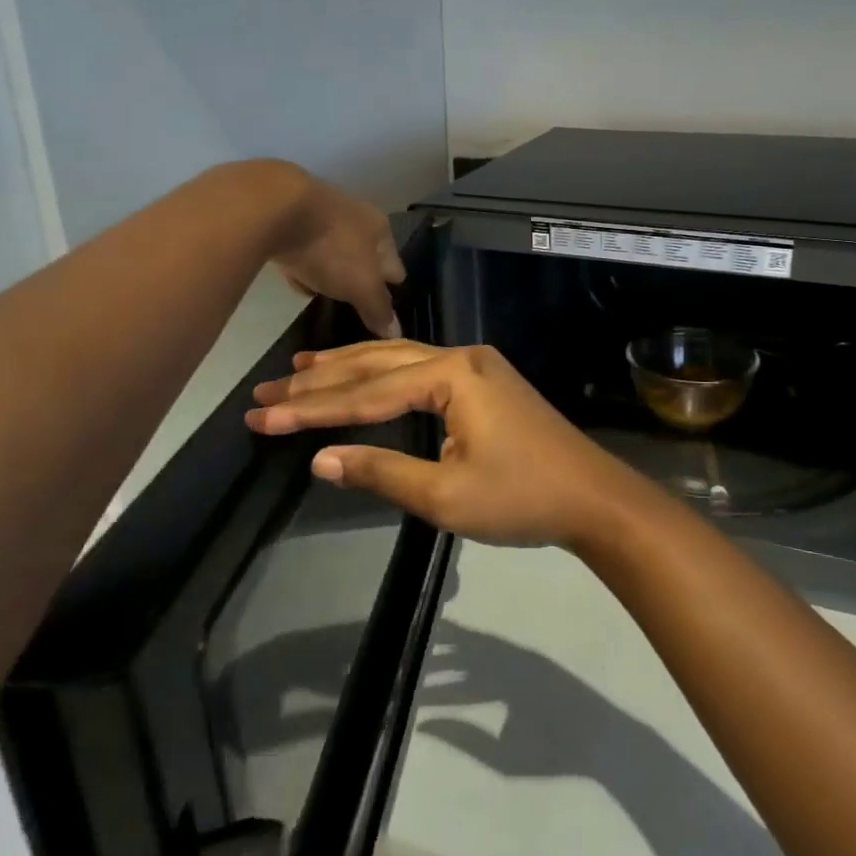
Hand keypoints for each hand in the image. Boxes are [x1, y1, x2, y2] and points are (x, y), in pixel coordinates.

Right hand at [246, 341, 657, 548]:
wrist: (593, 497)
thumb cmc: (521, 498)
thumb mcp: (446, 495)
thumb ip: (381, 471)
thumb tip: (320, 458)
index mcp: (452, 375)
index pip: (367, 393)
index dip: (312, 408)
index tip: (262, 415)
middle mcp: (461, 357)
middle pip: (378, 363)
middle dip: (322, 378)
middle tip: (268, 388)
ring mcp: (476, 366)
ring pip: (399, 360)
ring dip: (350, 367)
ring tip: (301, 368)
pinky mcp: (485, 382)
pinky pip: (421, 370)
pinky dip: (384, 375)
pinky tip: (364, 376)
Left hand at [260, 164, 404, 338]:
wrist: (275, 207)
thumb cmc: (332, 247)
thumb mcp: (361, 286)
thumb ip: (378, 309)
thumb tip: (395, 333)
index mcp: (380, 229)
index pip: (395, 266)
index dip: (392, 290)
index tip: (384, 312)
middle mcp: (356, 217)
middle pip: (364, 257)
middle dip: (360, 280)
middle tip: (353, 306)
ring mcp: (321, 215)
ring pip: (334, 252)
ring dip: (330, 272)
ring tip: (324, 296)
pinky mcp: (290, 218)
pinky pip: (304, 249)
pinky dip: (303, 265)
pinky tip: (296, 280)